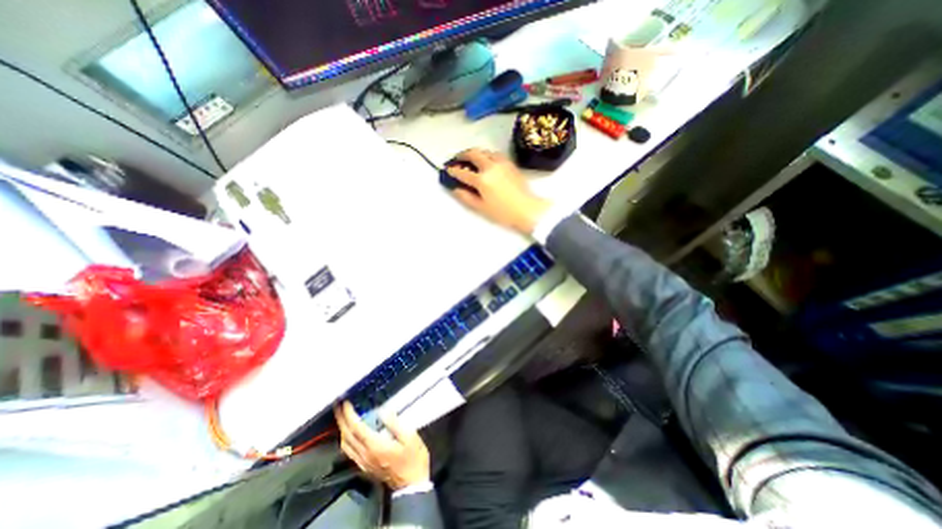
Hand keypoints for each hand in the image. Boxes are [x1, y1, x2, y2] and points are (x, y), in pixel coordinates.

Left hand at [335, 403, 429, 489]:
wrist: (411, 484)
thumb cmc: (413, 458)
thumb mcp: (410, 437)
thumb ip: (395, 424)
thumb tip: (383, 411)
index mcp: (375, 445)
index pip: (356, 428)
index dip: (349, 414)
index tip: (345, 403)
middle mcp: (365, 454)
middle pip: (347, 436)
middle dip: (341, 420)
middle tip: (338, 406)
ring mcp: (363, 462)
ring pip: (345, 445)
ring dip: (341, 429)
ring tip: (342, 417)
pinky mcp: (365, 467)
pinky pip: (349, 452)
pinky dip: (345, 439)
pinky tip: (349, 434)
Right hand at [448, 147, 553, 233]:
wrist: (527, 209)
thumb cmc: (503, 213)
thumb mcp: (481, 208)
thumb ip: (466, 197)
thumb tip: (455, 189)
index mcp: (482, 179)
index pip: (463, 172)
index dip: (453, 170)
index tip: (447, 170)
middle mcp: (490, 166)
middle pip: (473, 153)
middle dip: (462, 155)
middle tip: (456, 159)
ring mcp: (501, 163)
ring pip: (485, 151)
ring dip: (475, 153)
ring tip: (470, 159)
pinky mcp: (510, 164)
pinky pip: (495, 154)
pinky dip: (486, 155)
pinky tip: (486, 161)